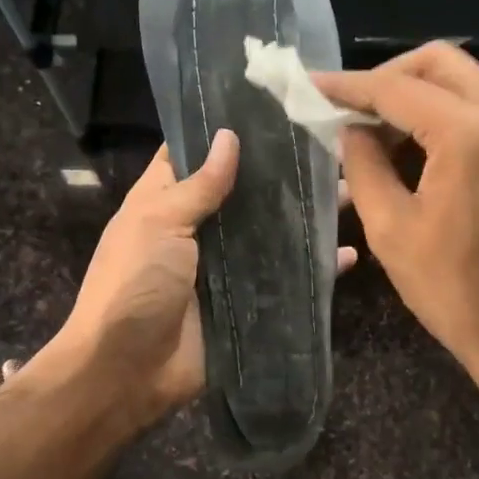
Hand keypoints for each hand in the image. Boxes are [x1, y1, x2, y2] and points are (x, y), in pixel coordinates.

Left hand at [42, 131, 357, 434]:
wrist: (127, 371)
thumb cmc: (134, 283)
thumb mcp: (158, 223)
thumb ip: (199, 185)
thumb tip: (229, 137)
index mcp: (166, 202)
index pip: (196, 154)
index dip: (225, 132)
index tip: (272, 107)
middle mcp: (198, 228)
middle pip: (244, 192)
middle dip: (281, 174)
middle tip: (330, 148)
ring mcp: (225, 266)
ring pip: (271, 232)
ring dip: (306, 215)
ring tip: (351, 190)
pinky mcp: (248, 301)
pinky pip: (287, 278)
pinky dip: (316, 267)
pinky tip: (349, 252)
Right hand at [313, 44, 478, 425]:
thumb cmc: (454, 290)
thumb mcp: (391, 229)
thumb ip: (364, 166)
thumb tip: (351, 129)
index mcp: (469, 135)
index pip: (397, 88)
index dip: (348, 85)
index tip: (310, 85)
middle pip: (439, 63)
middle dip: (387, 76)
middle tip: (348, 107)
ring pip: (461, 82)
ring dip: (413, 94)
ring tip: (369, 131)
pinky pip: (476, 111)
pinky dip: (438, 114)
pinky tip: (405, 146)